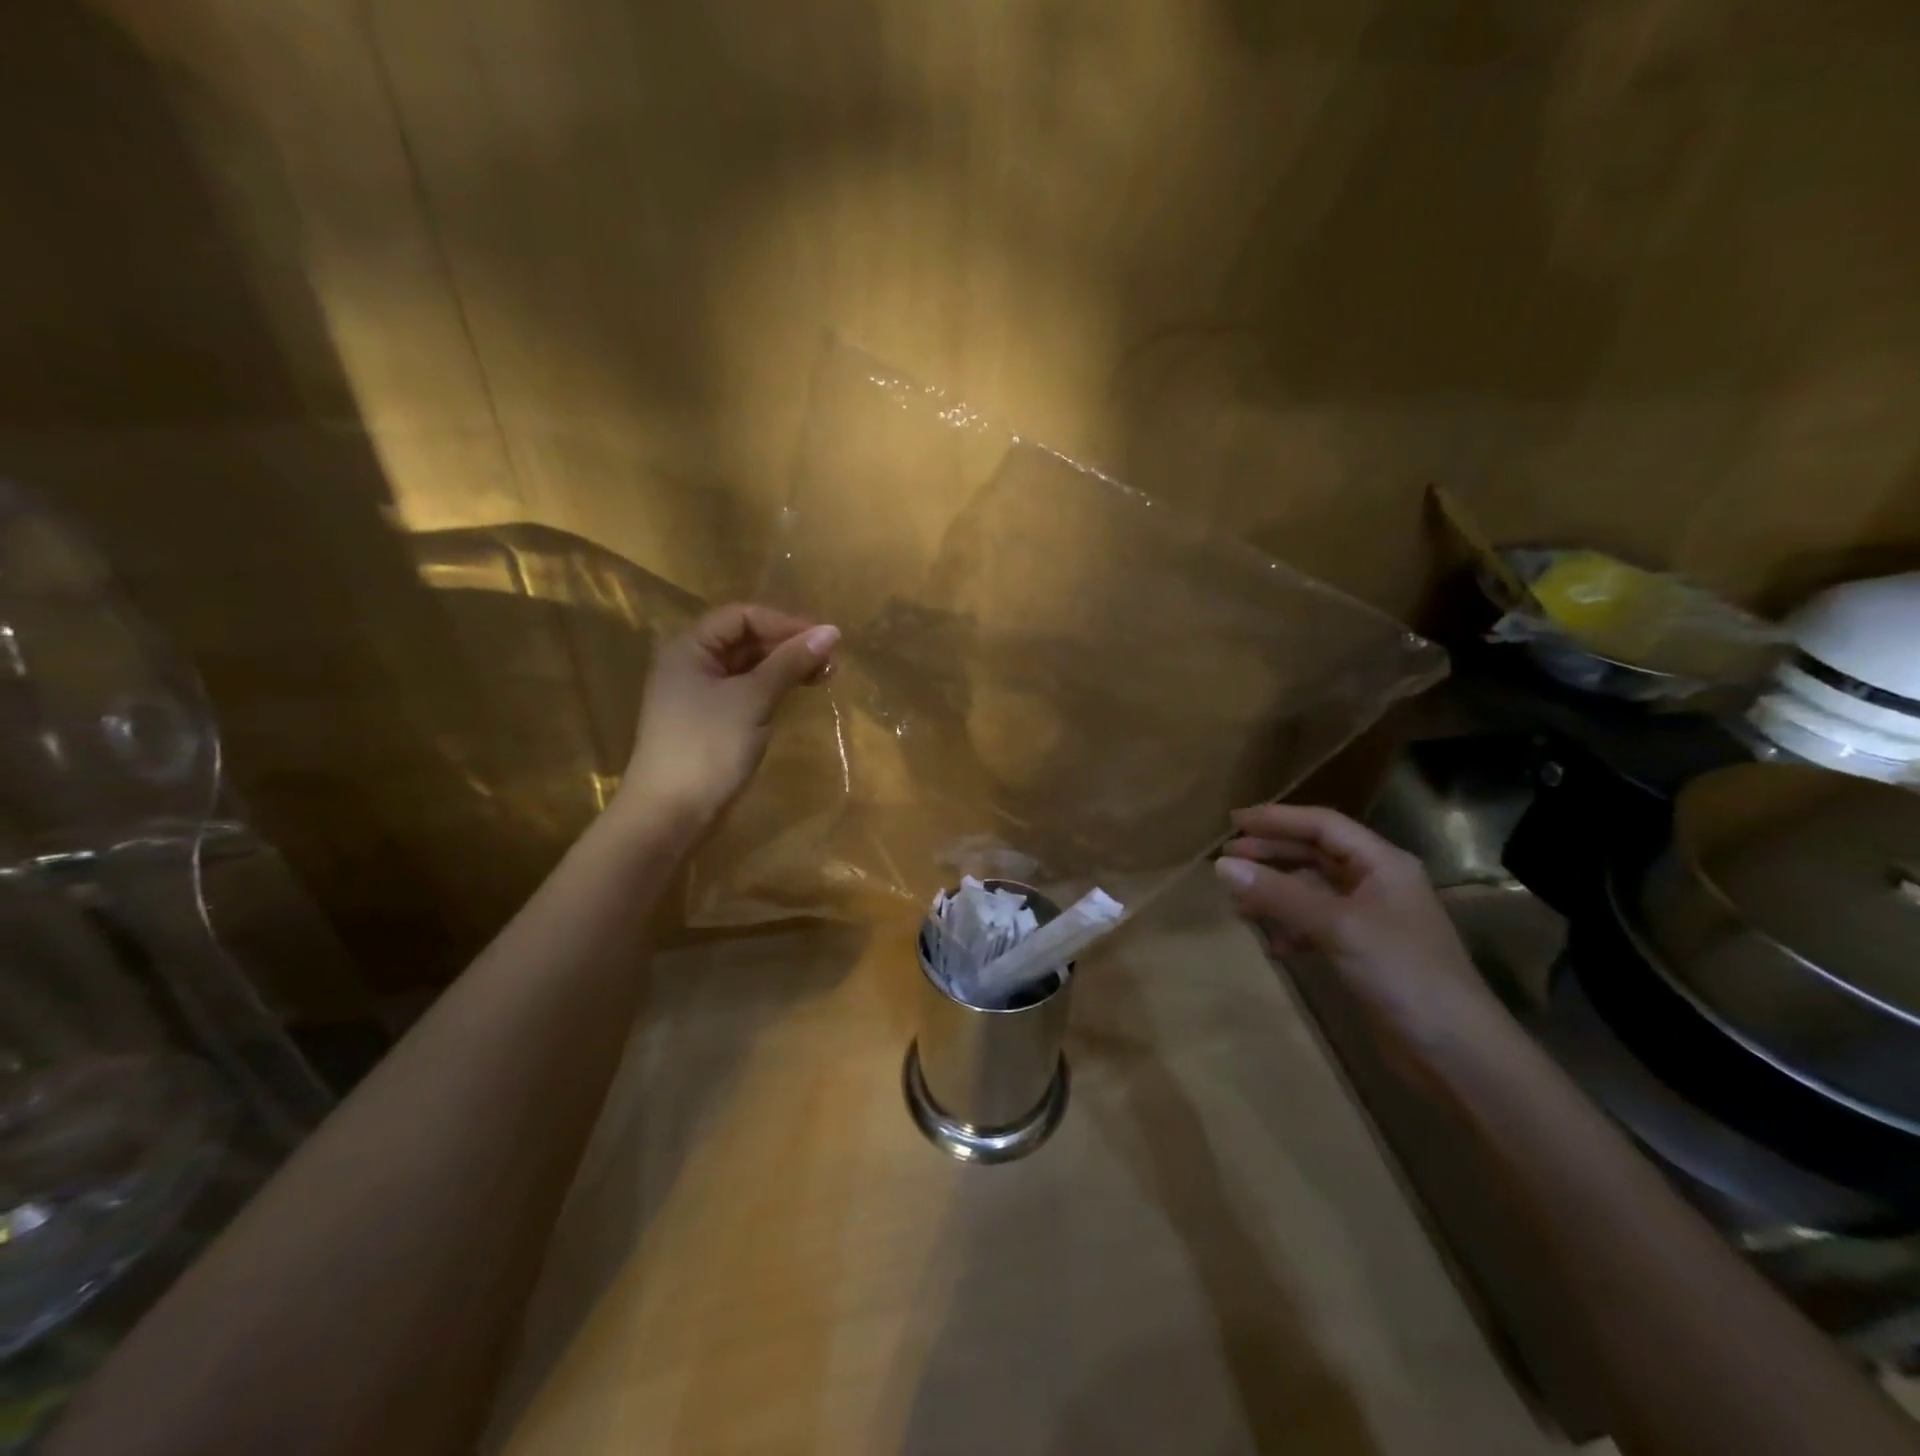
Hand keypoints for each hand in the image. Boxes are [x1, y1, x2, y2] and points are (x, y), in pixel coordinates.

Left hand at [617, 603, 838, 834]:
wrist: (670, 814)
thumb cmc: (708, 747)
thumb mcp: (753, 699)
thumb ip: (790, 662)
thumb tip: (831, 632)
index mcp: (689, 647)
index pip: (742, 616)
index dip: (785, 623)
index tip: (825, 641)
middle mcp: (690, 663)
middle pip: (745, 639)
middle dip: (788, 646)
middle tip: (830, 663)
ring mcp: (698, 694)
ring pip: (748, 667)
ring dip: (784, 668)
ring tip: (822, 678)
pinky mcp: (709, 721)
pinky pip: (745, 691)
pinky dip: (772, 689)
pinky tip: (795, 695)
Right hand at [1213, 803, 1505, 1040]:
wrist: (1456, 1052)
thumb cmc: (1402, 973)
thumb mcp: (1337, 926)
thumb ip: (1279, 893)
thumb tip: (1222, 866)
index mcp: (1382, 863)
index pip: (1322, 825)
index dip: (1277, 819)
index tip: (1233, 822)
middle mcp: (1378, 883)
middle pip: (1315, 854)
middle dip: (1271, 854)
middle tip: (1226, 858)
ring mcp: (1372, 919)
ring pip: (1313, 891)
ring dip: (1276, 893)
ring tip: (1237, 902)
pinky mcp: (1364, 952)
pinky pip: (1317, 925)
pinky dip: (1291, 928)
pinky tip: (1272, 945)